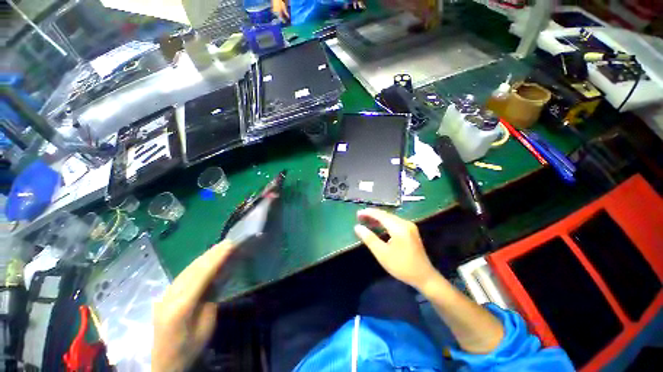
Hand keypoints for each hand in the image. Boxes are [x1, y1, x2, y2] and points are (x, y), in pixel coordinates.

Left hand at [152, 241, 234, 371]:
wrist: (161, 362)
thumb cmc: (187, 349)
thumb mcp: (205, 329)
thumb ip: (210, 303)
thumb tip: (216, 283)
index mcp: (180, 307)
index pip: (200, 276)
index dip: (216, 259)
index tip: (230, 245)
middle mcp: (170, 297)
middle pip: (193, 269)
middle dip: (212, 254)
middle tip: (228, 242)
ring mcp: (165, 295)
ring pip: (187, 269)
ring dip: (205, 256)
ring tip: (220, 247)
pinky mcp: (165, 295)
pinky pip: (183, 275)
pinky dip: (197, 264)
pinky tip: (205, 259)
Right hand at [354, 209, 436, 289]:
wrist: (425, 277)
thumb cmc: (402, 266)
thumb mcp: (382, 254)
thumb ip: (369, 238)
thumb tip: (357, 227)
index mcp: (399, 227)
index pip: (380, 215)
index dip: (368, 213)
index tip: (357, 214)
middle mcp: (405, 223)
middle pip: (385, 214)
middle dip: (372, 215)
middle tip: (359, 217)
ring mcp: (409, 226)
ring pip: (390, 218)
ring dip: (378, 219)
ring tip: (366, 221)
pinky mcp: (410, 231)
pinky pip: (394, 222)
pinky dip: (384, 223)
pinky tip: (378, 226)